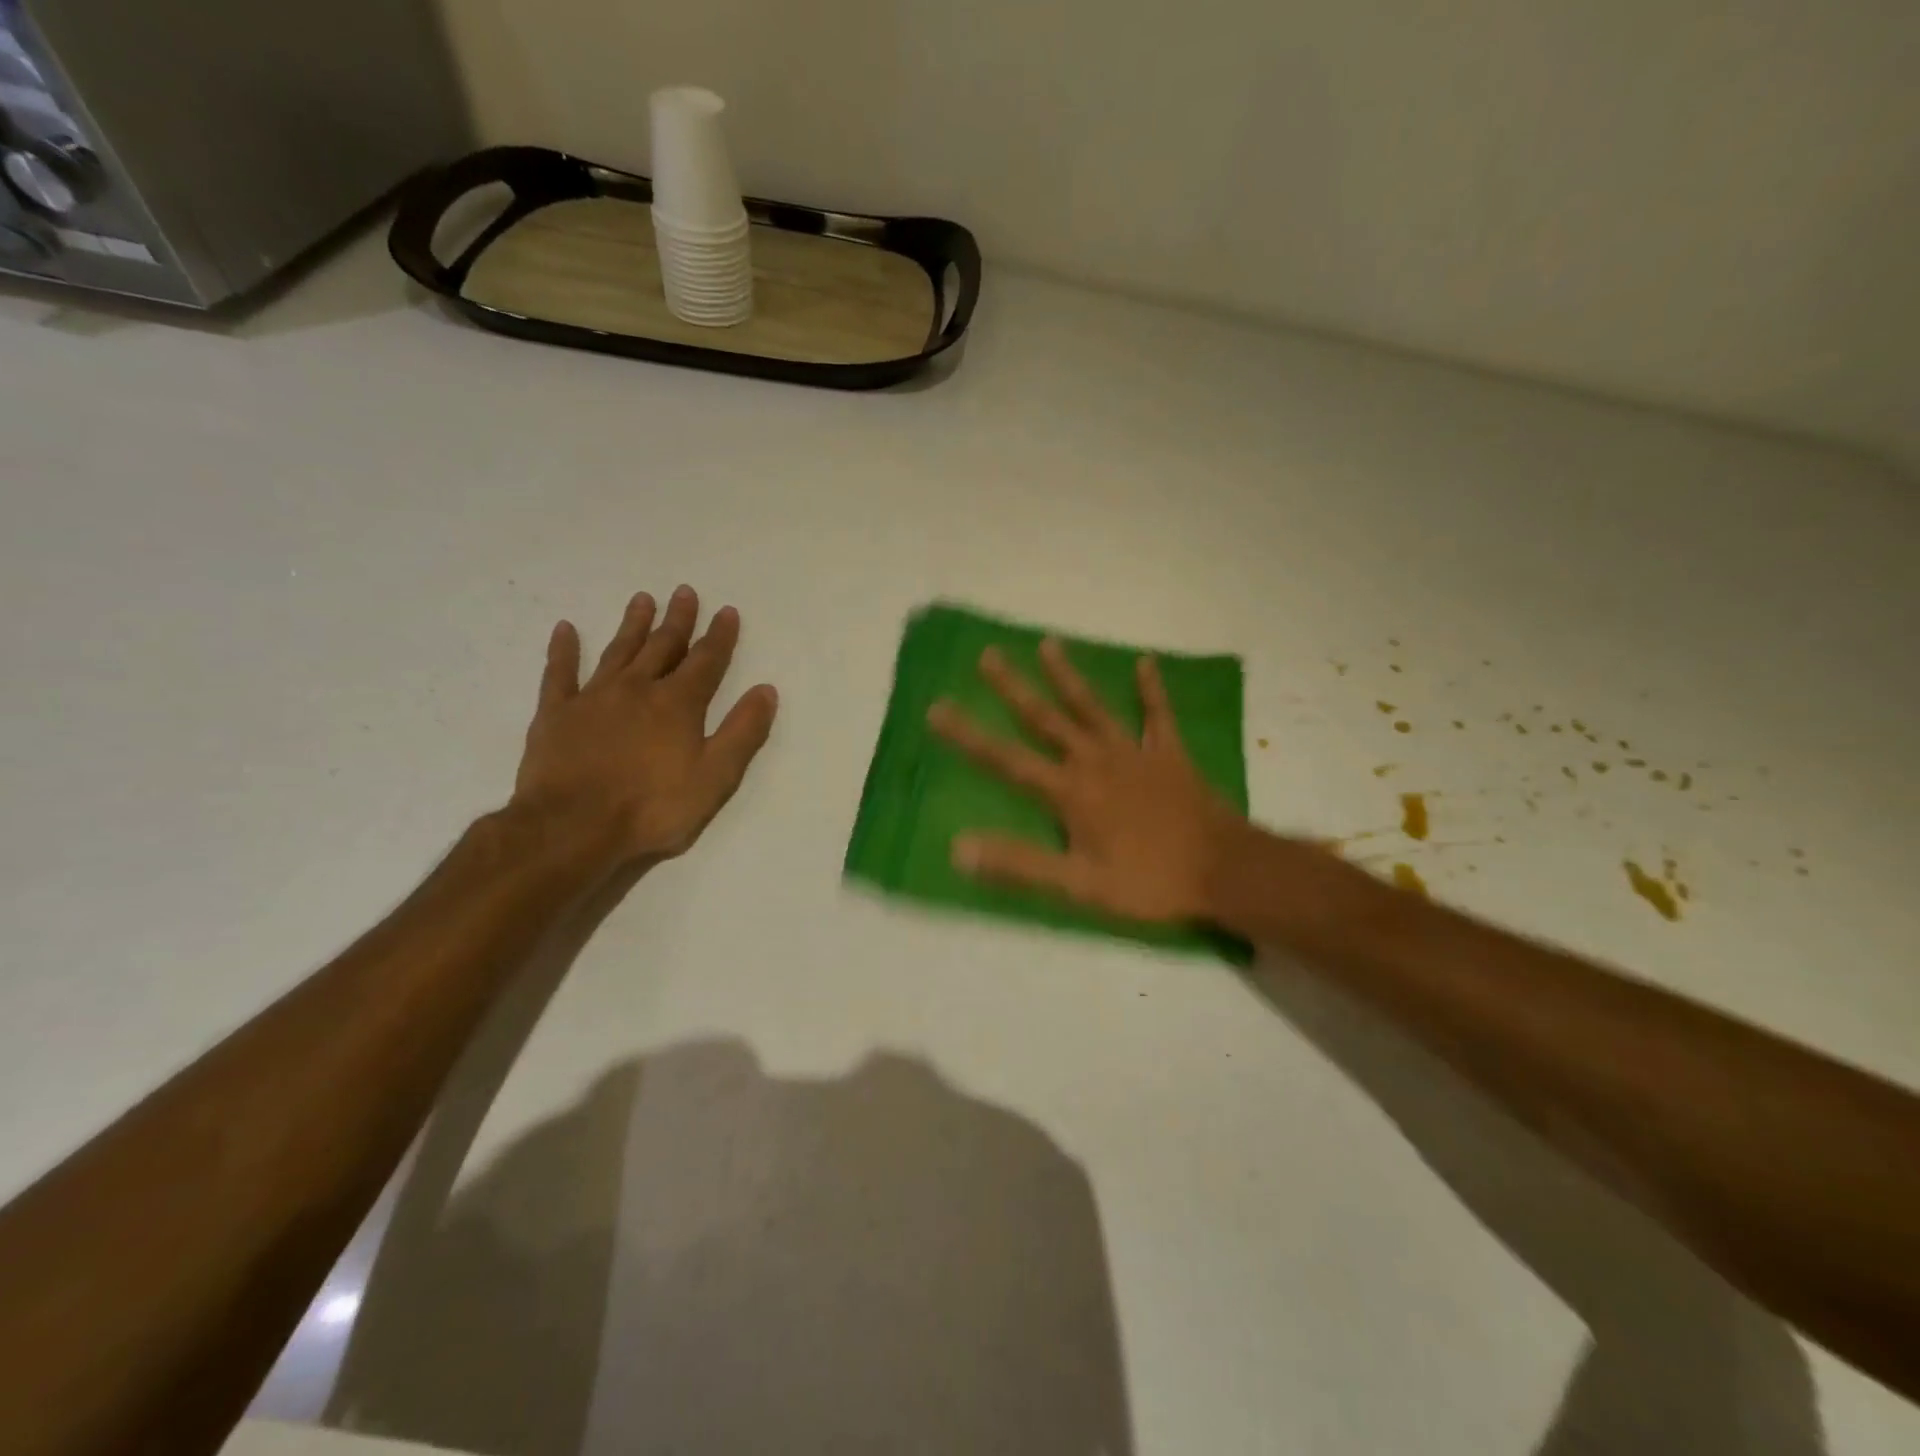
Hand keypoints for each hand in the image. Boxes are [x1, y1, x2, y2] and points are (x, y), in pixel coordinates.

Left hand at [511, 586, 777, 870]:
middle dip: (677, 620)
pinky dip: (563, 651)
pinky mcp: (555, 714)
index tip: (727, 611)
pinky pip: (559, 673)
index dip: (719, 636)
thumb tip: (766, 690)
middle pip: (662, 646)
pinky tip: (565, 629)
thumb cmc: (652, 806)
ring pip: (617, 651)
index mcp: (678, 704)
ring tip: (642, 599)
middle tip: (684, 592)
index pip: (706, 661)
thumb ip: (743, 732)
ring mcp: (593, 698)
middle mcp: (637, 689)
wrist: (572, 827)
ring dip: (632, 625)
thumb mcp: (715, 777)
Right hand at [927, 640, 1243, 922]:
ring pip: (1093, 707)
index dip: (969, 736)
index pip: (1007, 760)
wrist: (1223, 870)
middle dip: (1013, 688)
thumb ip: (1020, 863)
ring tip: (1048, 643)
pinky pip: (1158, 715)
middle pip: (1046, 719)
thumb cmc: (1148, 882)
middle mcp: (1095, 761)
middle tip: (988, 655)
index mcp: (1070, 792)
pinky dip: (1151, 689)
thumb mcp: (1079, 885)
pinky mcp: (1168, 754)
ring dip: (1068, 676)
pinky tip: (1144, 662)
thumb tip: (959, 847)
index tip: (937, 708)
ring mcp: (1134, 753)